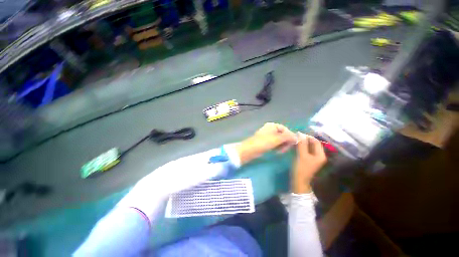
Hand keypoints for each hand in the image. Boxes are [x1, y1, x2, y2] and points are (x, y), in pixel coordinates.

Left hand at [236, 123, 297, 164]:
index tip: (293, 144)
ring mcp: (268, 135)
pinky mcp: (266, 142)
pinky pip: (275, 143)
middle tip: (285, 149)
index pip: (285, 129)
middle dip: (286, 142)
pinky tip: (277, 151)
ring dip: (282, 145)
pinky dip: (278, 147)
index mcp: (272, 125)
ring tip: (280, 151)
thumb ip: (288, 137)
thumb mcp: (277, 139)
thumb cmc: (263, 142)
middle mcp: (271, 129)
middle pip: (283, 135)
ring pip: (279, 140)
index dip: (290, 136)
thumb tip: (297, 137)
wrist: (250, 149)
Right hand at [292, 133, 326, 193]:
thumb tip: (300, 133)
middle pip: (313, 144)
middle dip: (305, 139)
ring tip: (294, 140)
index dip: (307, 136)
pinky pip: (306, 150)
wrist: (299, 181)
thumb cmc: (301, 168)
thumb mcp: (301, 155)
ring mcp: (314, 158)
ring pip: (309, 147)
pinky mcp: (308, 159)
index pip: (316, 141)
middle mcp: (319, 155)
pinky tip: (295, 146)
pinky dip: (301, 147)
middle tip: (295, 137)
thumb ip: (302, 144)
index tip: (298, 134)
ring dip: (302, 143)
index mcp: (320, 155)